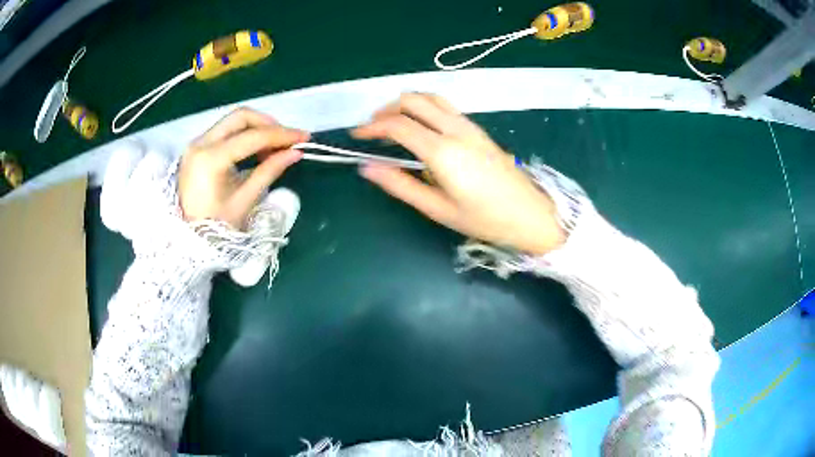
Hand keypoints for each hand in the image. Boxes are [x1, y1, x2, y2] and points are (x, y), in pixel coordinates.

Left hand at [179, 108, 308, 228]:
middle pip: (240, 117)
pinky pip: (224, 131)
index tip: (304, 138)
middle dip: (268, 124)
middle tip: (287, 140)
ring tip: (273, 148)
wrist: (187, 240)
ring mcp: (196, 144)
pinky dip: (244, 135)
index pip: (252, 136)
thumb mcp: (245, 201)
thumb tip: (295, 153)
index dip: (282, 134)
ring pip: (232, 121)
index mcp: (211, 159)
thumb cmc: (215, 228)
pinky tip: (256, 151)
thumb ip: (269, 171)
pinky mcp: (197, 148)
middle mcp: (200, 144)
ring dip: (257, 128)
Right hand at [353, 94, 564, 254]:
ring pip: (431, 98)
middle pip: (414, 100)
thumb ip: (401, 186)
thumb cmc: (485, 219)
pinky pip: (445, 107)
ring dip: (407, 104)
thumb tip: (368, 168)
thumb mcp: (438, 209)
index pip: (399, 125)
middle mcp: (455, 130)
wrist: (531, 214)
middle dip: (387, 109)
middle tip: (373, 128)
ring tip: (393, 123)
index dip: (373, 127)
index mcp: (443, 151)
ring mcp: (470, 126)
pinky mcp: (478, 129)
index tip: (357, 136)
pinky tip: (421, 127)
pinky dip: (424, 108)